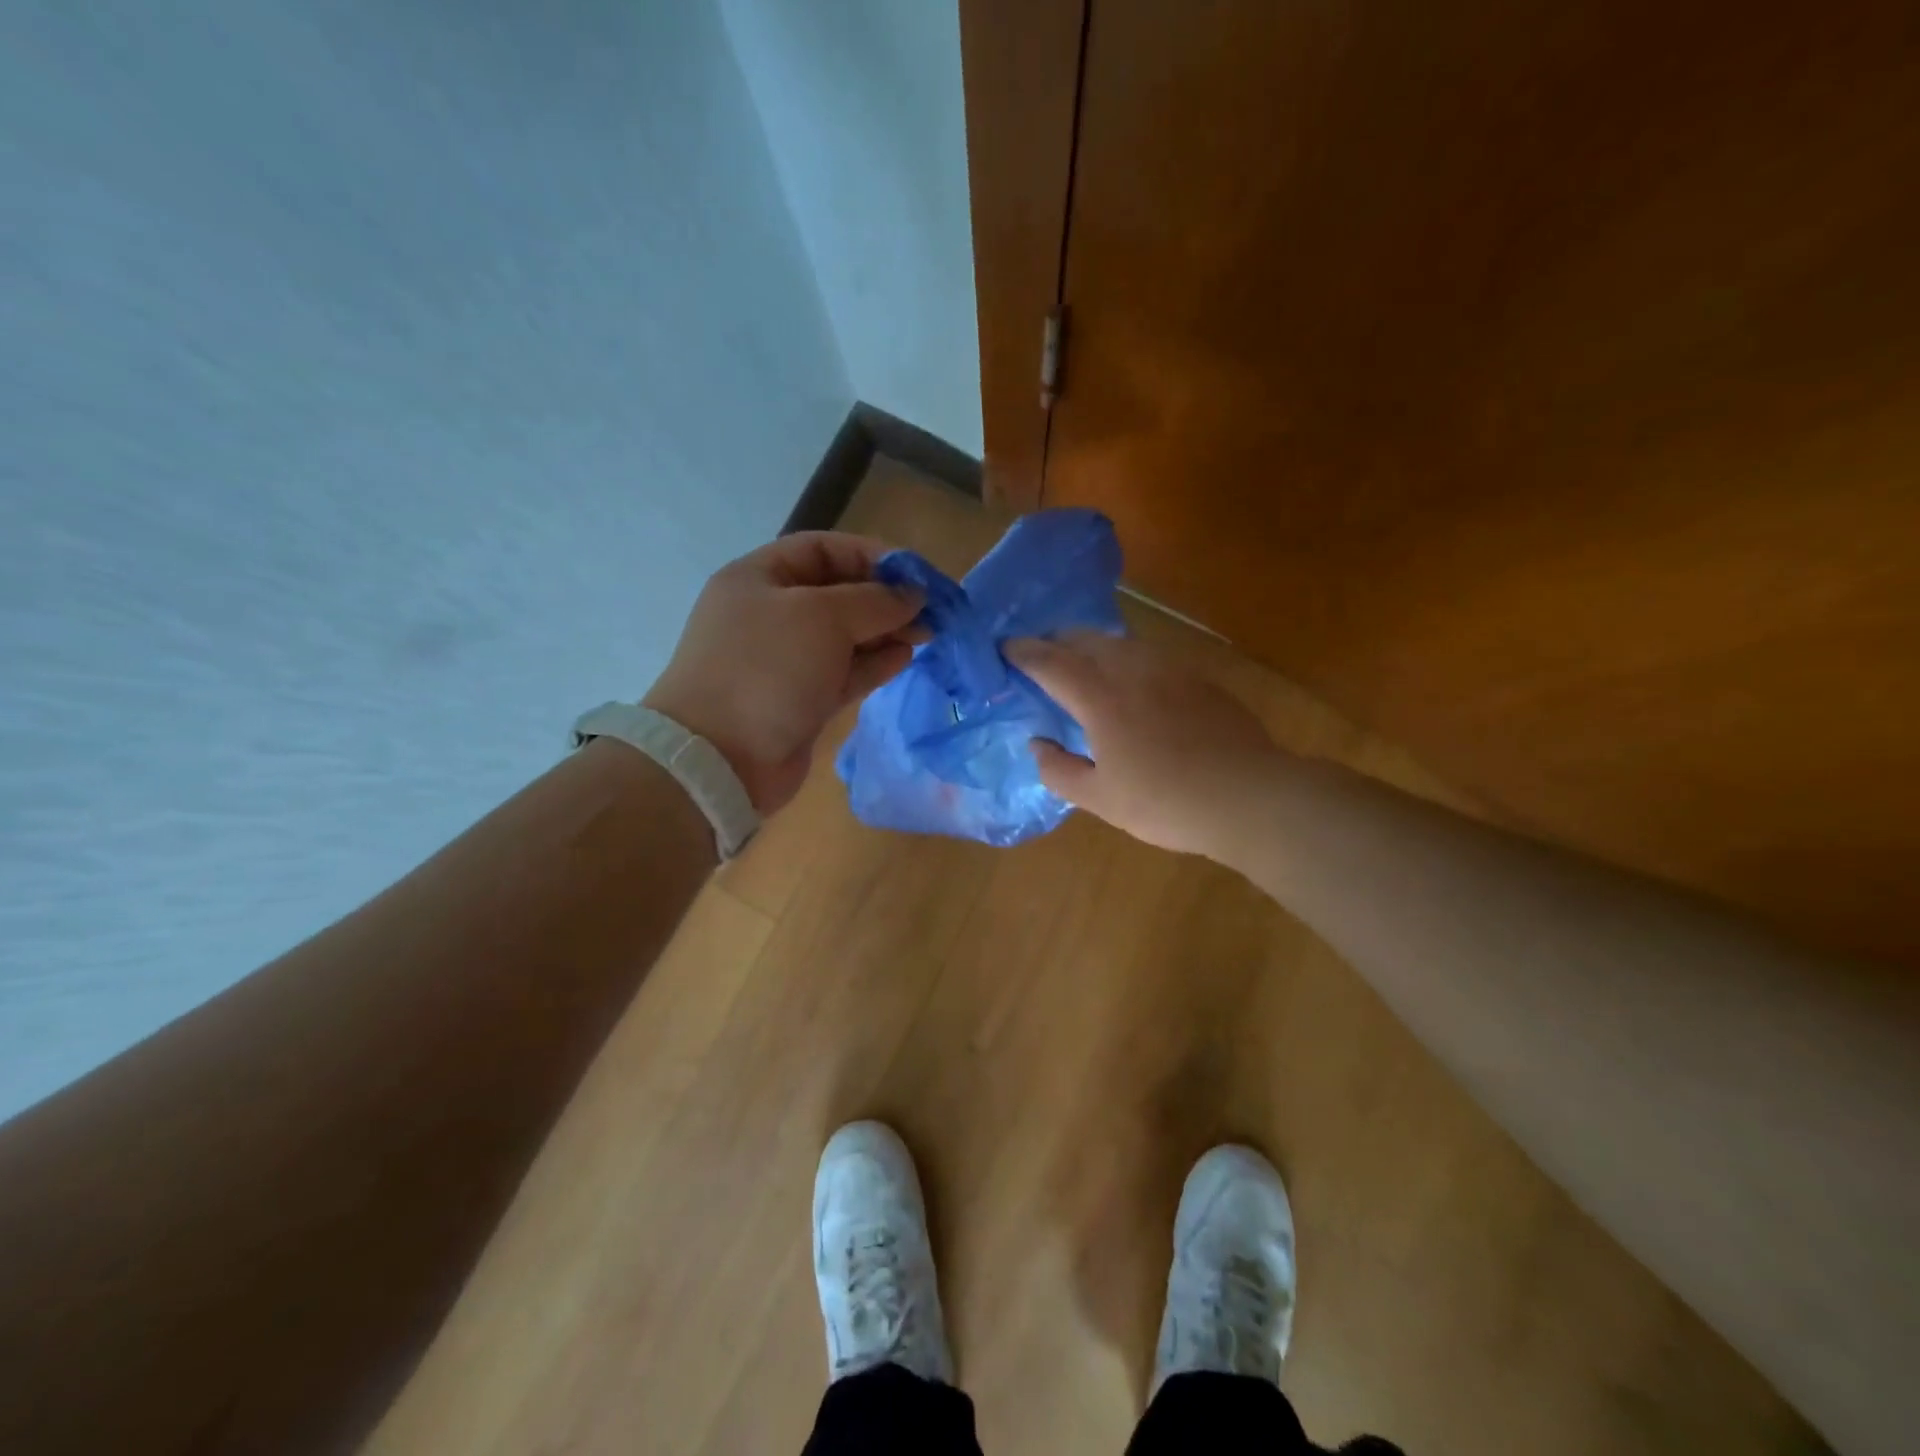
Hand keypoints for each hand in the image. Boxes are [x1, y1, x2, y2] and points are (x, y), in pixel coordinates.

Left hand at [644, 532, 922, 813]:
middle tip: (929, 609)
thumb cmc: (767, 668)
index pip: (822, 549)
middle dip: (884, 597)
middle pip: (837, 593)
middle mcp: (770, 614)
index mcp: (759, 578)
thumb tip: (913, 596)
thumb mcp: (822, 617)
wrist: (720, 759)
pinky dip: (874, 663)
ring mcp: (784, 660)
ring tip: (926, 633)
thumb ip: (874, 601)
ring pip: (844, 636)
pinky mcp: (800, 699)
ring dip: (885, 631)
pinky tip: (905, 657)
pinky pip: (843, 671)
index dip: (871, 555)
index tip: (916, 573)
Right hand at [1006, 633, 1277, 857]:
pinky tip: (1131, 682)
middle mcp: (1132, 670)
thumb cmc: (1166, 802)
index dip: (1023, 653)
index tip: (1004, 648)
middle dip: (1055, 641)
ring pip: (1120, 643)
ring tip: (1081, 663)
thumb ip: (1059, 770)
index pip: (1051, 663)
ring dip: (1091, 646)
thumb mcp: (1100, 799)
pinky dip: (1125, 659)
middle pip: (1085, 640)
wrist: (1249, 797)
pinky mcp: (1198, 679)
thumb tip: (1038, 744)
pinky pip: (1149, 656)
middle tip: (1039, 653)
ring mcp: (1170, 670)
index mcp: (1101, 698)